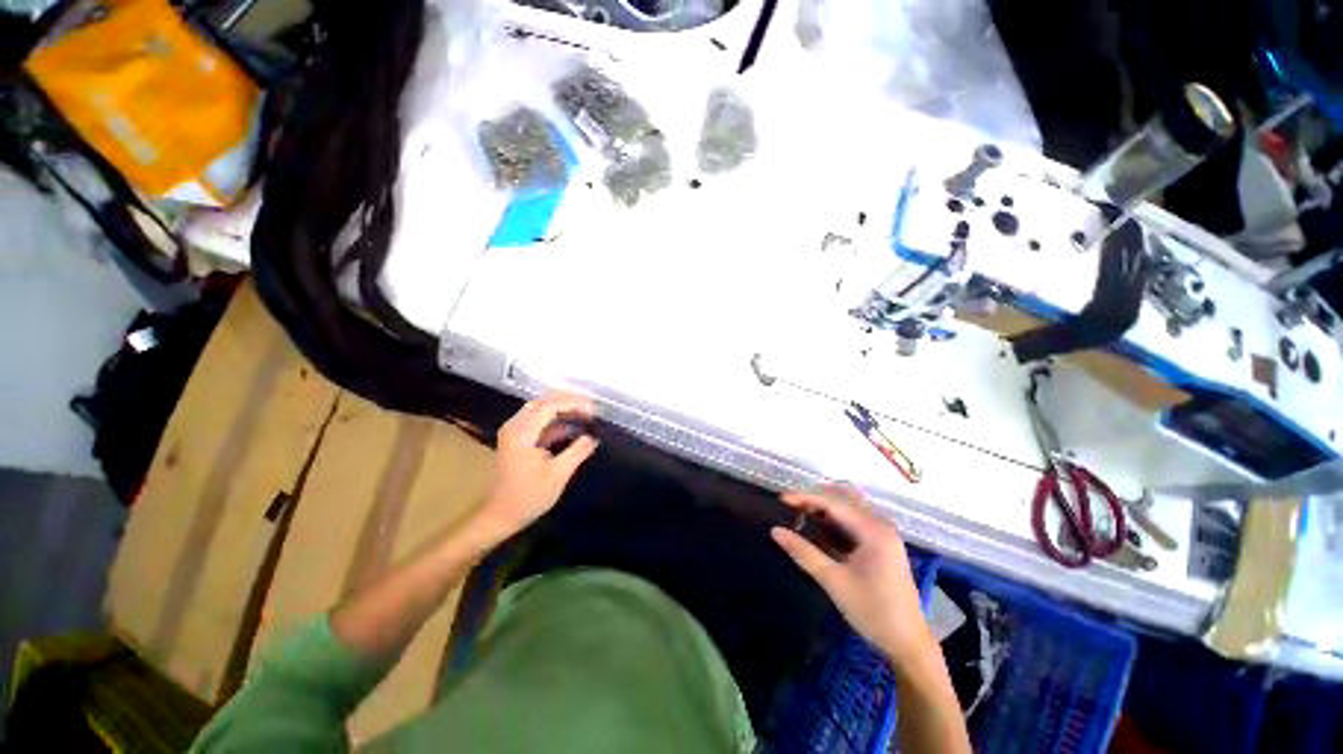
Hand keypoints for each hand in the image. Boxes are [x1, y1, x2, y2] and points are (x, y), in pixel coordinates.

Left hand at [475, 392, 599, 538]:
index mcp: (522, 432)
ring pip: (542, 408)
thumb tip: (593, 437)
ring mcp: (516, 431)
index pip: (550, 405)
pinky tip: (574, 425)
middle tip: (592, 408)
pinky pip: (540, 420)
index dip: (574, 403)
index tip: (594, 409)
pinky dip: (558, 419)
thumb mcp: (558, 474)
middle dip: (570, 401)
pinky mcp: (519, 438)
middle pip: (544, 401)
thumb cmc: (529, 496)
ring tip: (586, 414)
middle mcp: (516, 426)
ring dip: (564, 408)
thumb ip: (577, 452)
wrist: (501, 515)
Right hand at [771, 486, 933, 663]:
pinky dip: (835, 516)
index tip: (780, 500)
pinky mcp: (882, 541)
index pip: (833, 502)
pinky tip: (819, 525)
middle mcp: (880, 524)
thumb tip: (775, 531)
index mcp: (873, 530)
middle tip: (790, 506)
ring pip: (849, 504)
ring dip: (825, 504)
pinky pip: (855, 517)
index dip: (805, 497)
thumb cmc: (872, 612)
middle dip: (815, 497)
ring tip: (800, 513)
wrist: (908, 643)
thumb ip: (804, 552)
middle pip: (843, 496)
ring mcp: (883, 532)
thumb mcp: (833, 581)